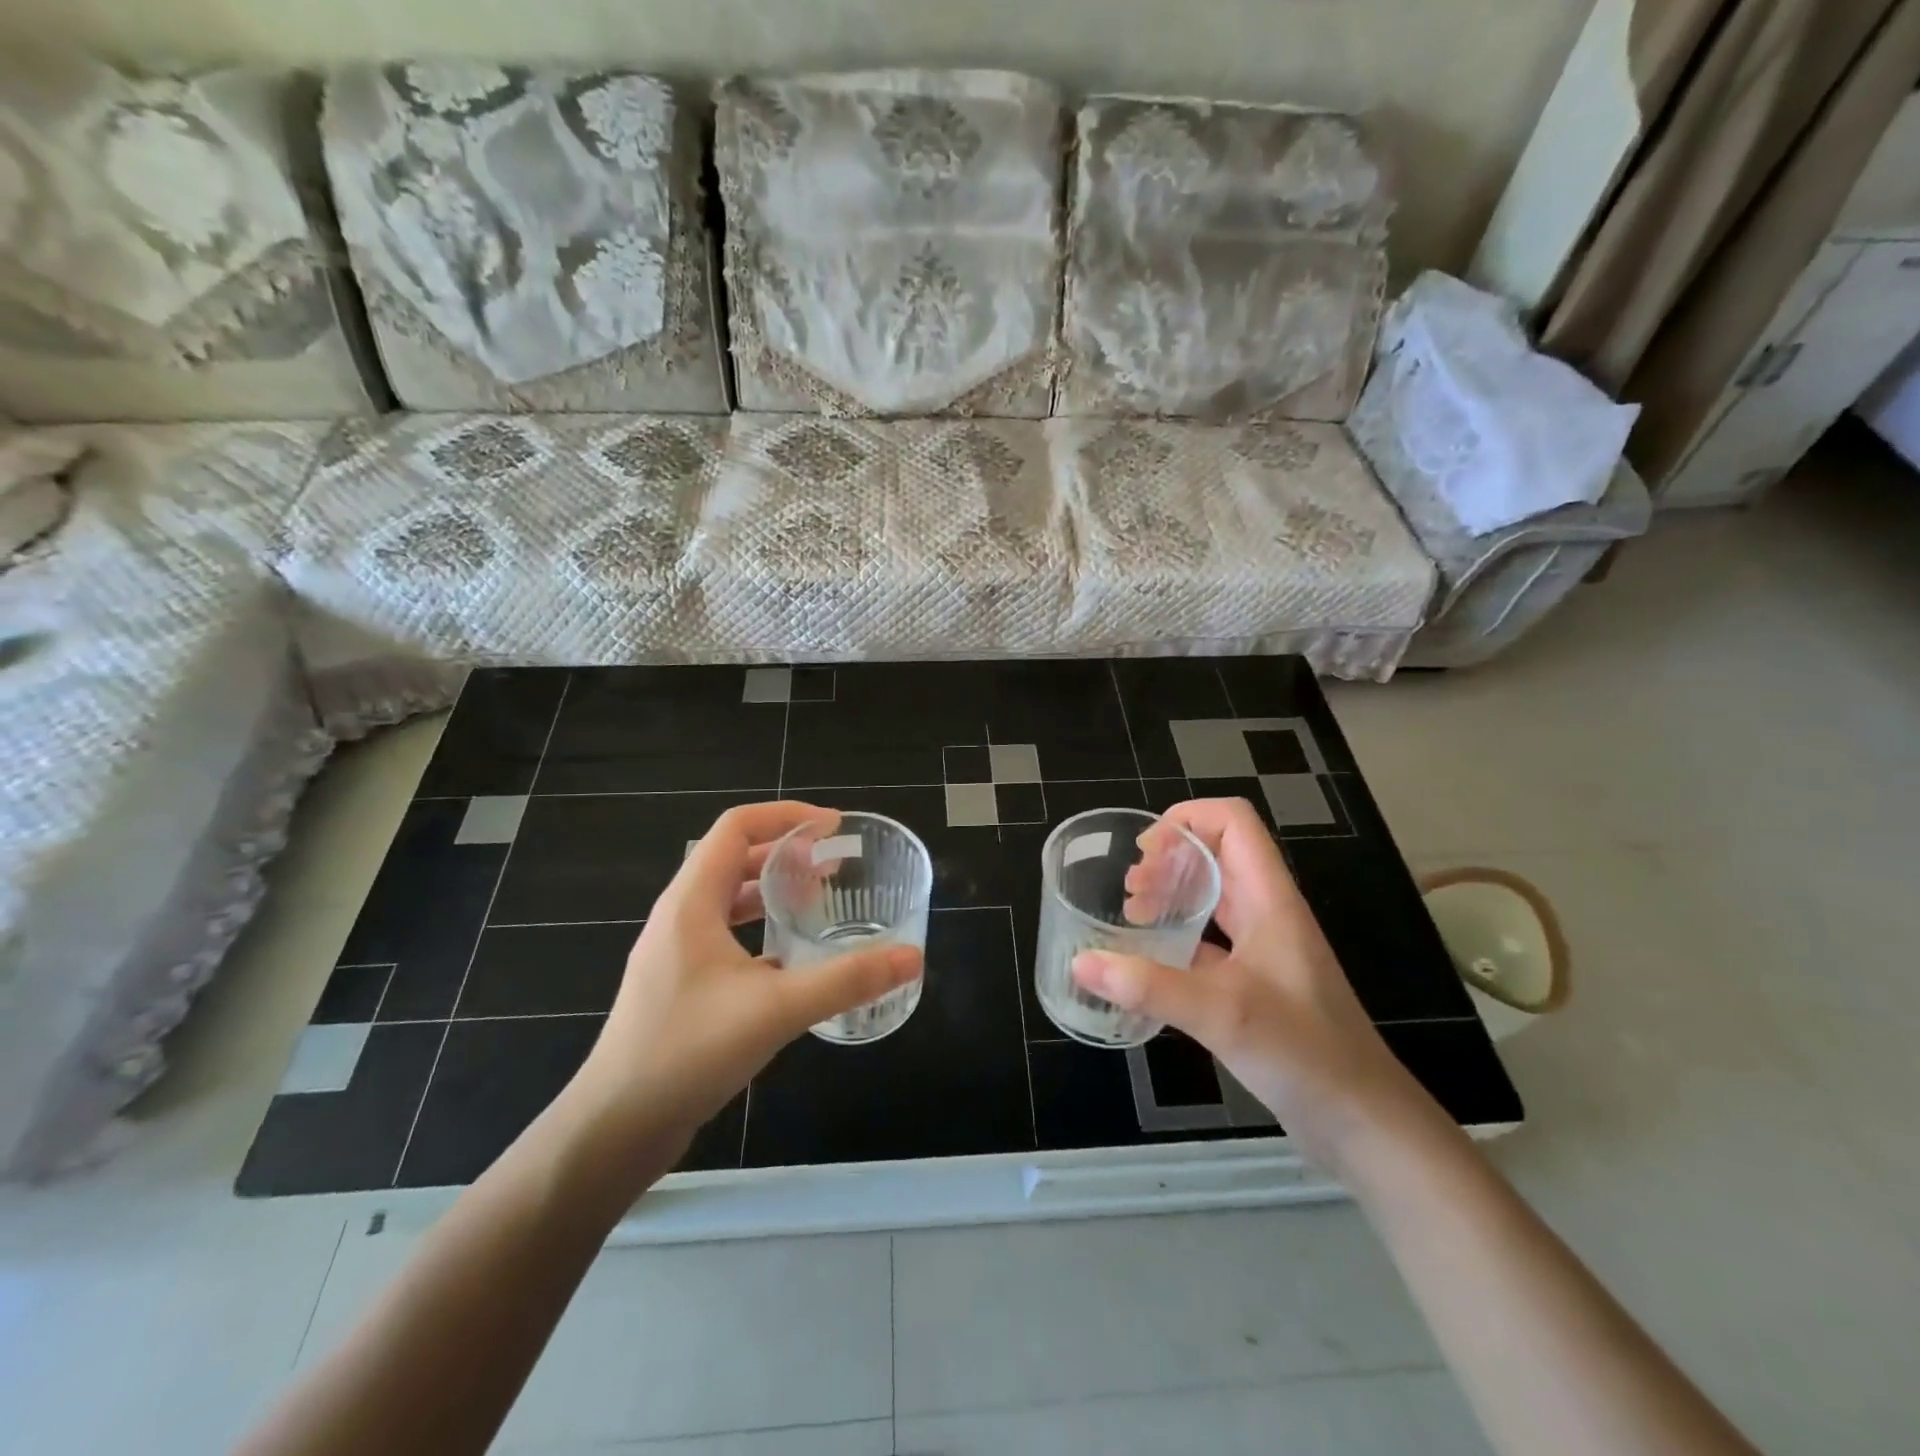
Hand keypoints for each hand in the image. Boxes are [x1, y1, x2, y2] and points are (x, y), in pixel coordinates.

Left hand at [569, 801, 921, 1157]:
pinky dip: (761, 929)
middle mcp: (680, 915)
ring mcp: (676, 951)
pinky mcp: (679, 983)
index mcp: (692, 901)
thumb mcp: (776, 1009)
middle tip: (835, 866)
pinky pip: (725, 934)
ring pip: (729, 898)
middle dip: (786, 853)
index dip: (787, 816)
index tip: (834, 827)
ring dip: (773, 890)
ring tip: (818, 901)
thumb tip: (912, 957)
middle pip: (734, 858)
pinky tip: (791, 958)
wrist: (614, 1127)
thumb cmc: (688, 1052)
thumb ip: (847, 980)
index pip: (737, 827)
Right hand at [1072, 798, 1433, 1172]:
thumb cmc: (1304, 1054)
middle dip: (1168, 859)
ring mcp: (1263, 948)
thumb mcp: (1221, 1013)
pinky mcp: (1256, 982)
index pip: (1232, 822)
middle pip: (1216, 854)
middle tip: (1130, 892)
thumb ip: (1148, 986)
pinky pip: (1209, 940)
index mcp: (1270, 898)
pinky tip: (1149, 965)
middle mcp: (1267, 913)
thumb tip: (1080, 963)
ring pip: (1212, 897)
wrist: (1363, 1123)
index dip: (1186, 820)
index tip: (1144, 853)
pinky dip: (1176, 938)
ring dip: (1171, 895)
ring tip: (1133, 918)